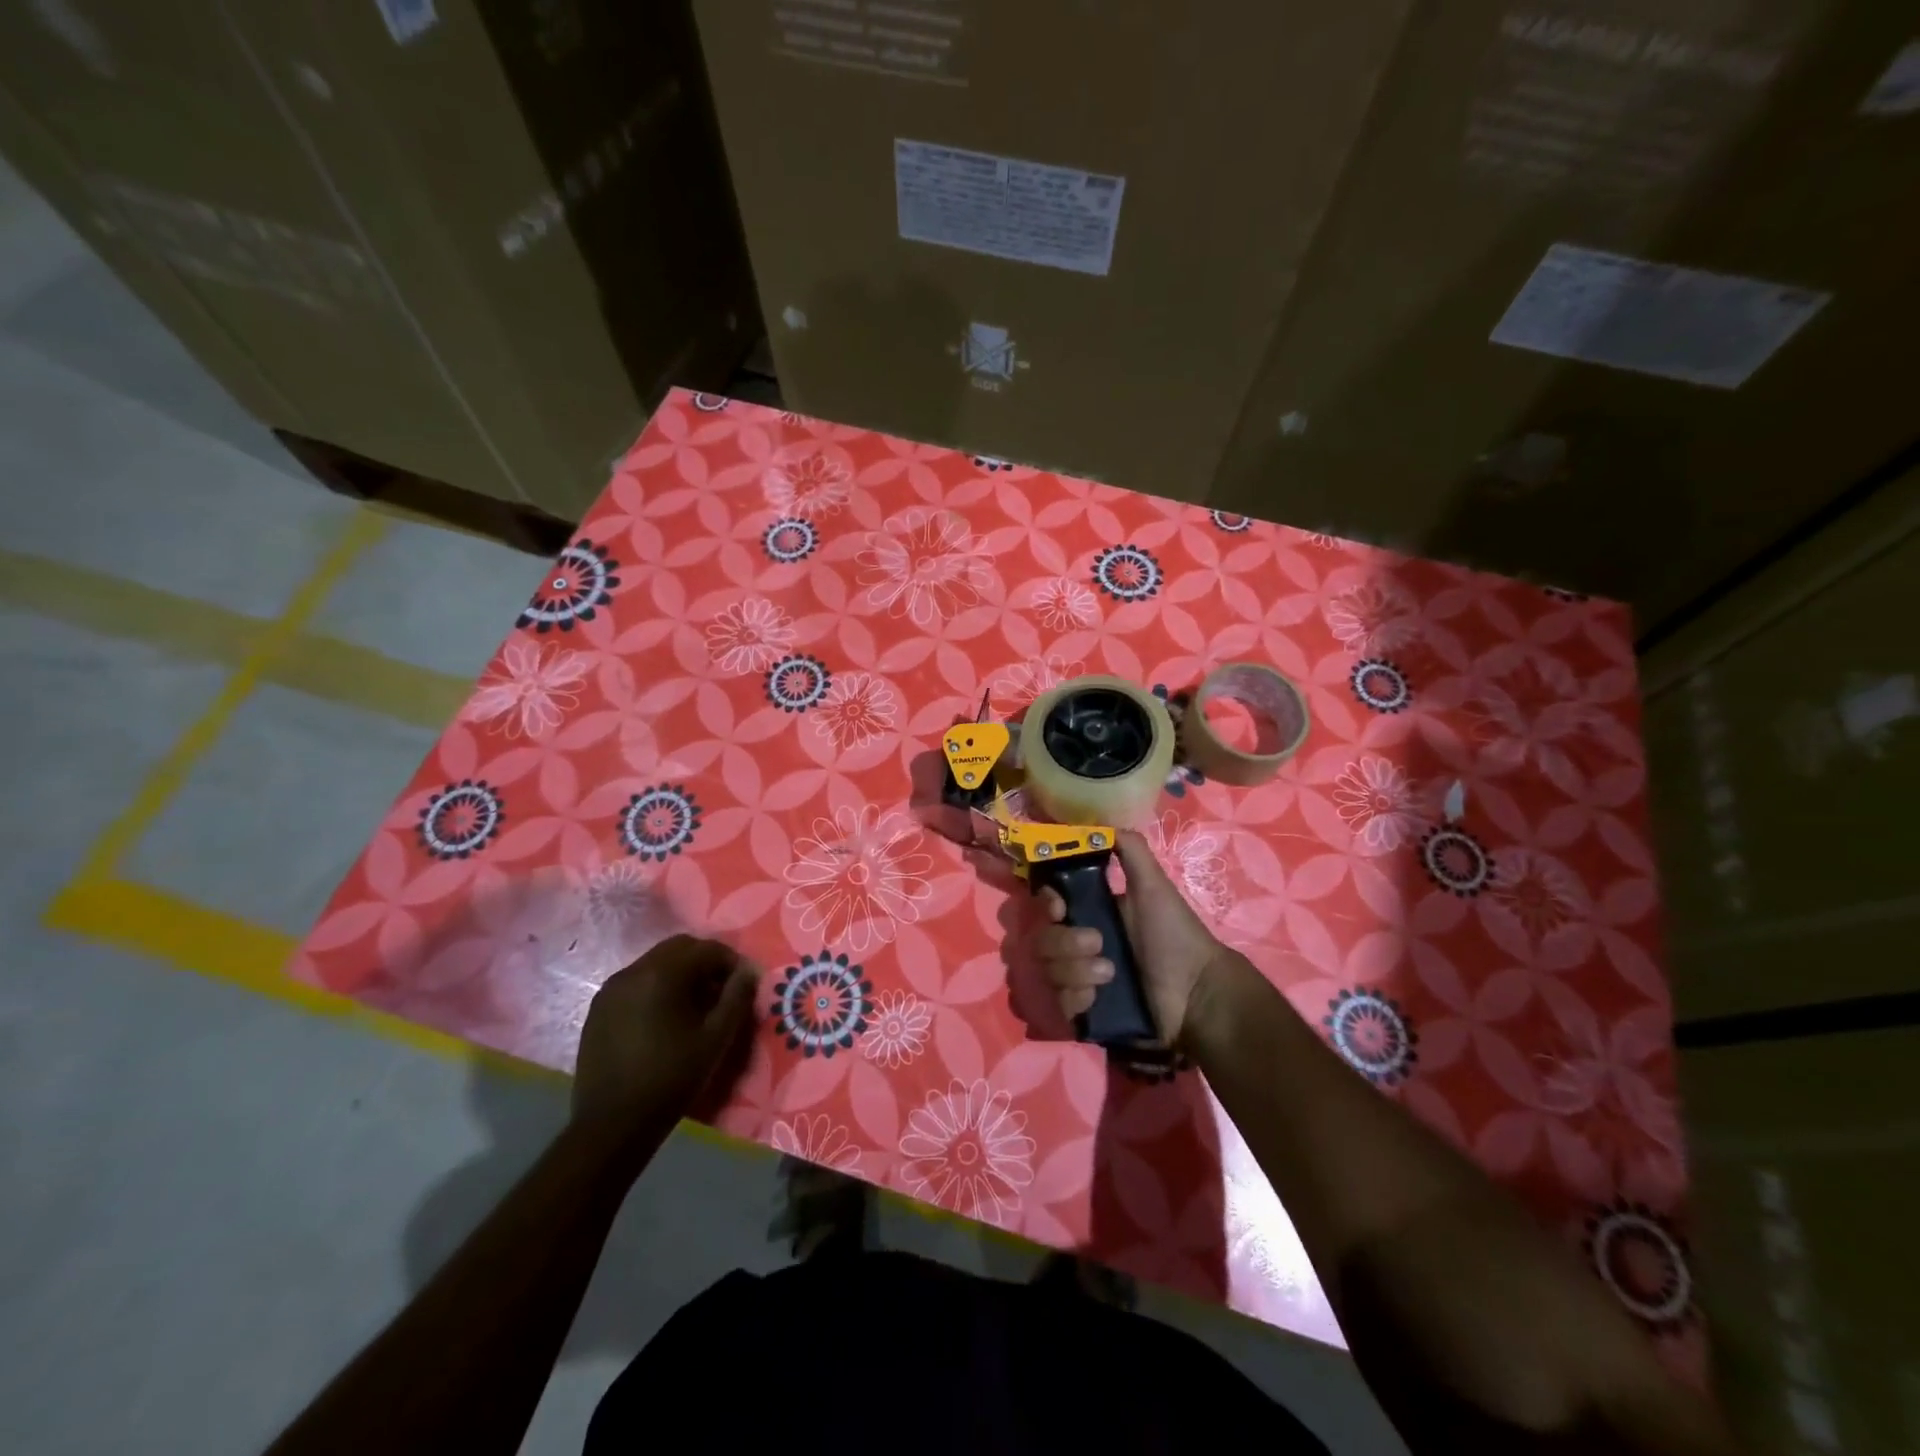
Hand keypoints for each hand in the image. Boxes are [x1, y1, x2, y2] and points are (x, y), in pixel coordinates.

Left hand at [572, 935, 760, 1138]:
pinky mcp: (599, 1009)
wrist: (612, 1125)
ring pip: (655, 963)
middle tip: (721, 990)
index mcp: (662, 974)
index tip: (744, 984)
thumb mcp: (716, 1039)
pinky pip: (636, 983)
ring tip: (695, 1006)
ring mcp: (611, 989)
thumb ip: (737, 998)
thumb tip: (750, 971)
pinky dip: (657, 988)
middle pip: (678, 948)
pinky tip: (665, 1018)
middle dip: (705, 962)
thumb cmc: (671, 1078)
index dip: (731, 961)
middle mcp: (633, 971)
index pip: (706, 949)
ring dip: (680, 974)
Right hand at [1033, 830, 1235, 1047]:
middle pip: (1041, 940)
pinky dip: (1076, 999)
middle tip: (1098, 945)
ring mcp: (1079, 980)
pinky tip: (1098, 998)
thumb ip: (1131, 851)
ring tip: (1109, 976)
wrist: (1196, 993)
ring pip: (1047, 971)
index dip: (1046, 902)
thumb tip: (1103, 824)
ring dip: (1075, 971)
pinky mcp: (1084, 1012)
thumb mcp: (1154, 886)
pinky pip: (1058, 1003)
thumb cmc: (1174, 935)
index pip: (1046, 903)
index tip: (1060, 907)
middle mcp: (1078, 945)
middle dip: (1065, 943)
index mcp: (1090, 912)